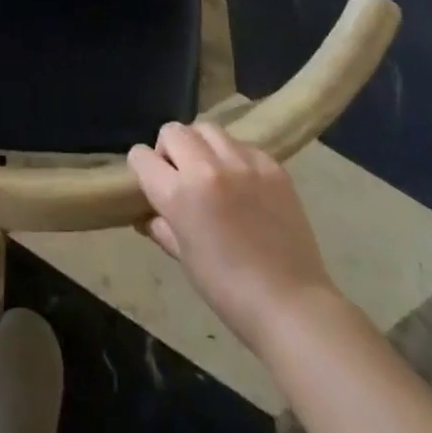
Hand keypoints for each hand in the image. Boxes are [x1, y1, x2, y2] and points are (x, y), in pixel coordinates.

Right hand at [128, 121, 338, 352]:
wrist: (290, 303)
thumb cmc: (227, 289)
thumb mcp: (184, 257)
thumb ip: (161, 226)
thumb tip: (150, 213)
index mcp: (179, 194)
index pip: (141, 156)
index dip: (142, 169)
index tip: (152, 183)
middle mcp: (208, 167)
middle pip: (172, 131)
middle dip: (169, 150)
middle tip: (182, 177)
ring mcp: (243, 162)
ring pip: (207, 129)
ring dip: (200, 146)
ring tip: (212, 172)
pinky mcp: (271, 165)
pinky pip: (241, 144)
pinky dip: (234, 157)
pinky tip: (243, 184)